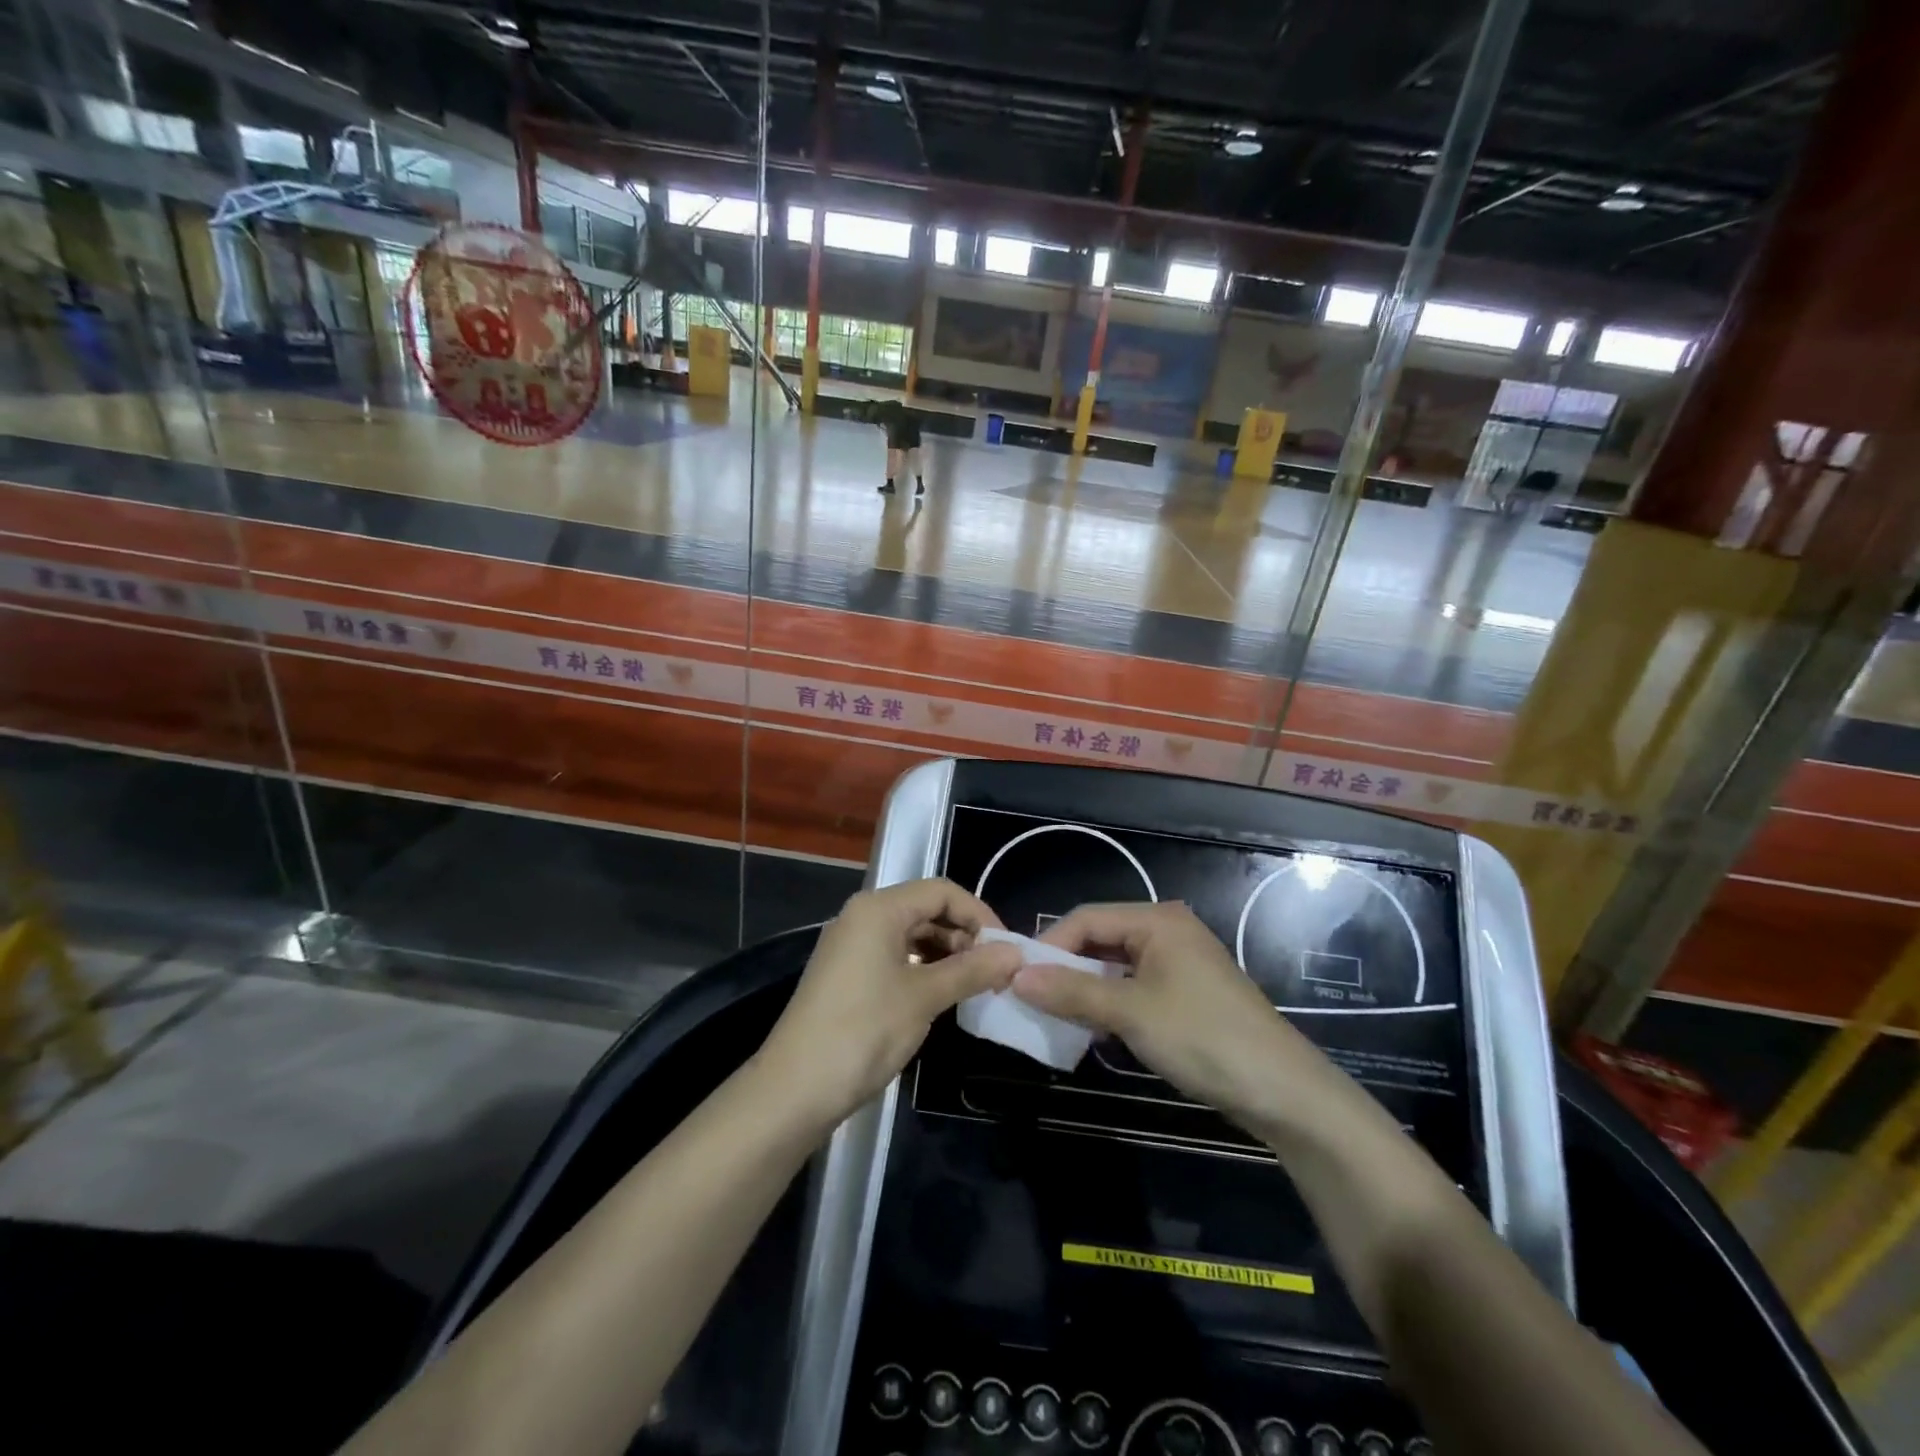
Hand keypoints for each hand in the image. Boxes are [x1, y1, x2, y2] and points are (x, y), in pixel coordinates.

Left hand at [757, 878, 1022, 1130]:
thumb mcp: (924, 997)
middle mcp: (862, 916)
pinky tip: (942, 993)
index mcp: (879, 908)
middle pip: (925, 908)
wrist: (795, 1089)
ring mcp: (851, 944)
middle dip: (964, 934)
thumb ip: (972, 969)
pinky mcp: (846, 972)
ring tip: (974, 984)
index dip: (979, 914)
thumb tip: (1015, 954)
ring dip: (946, 953)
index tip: (1007, 949)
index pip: (941, 891)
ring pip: (911, 933)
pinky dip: (922, 967)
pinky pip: (894, 954)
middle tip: (995, 970)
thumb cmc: (864, 1031)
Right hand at [1017, 901, 1349, 1135]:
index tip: (1016, 978)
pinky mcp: (1185, 993)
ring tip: (1054, 1015)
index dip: (1049, 946)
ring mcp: (1178, 962)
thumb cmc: (1203, 1038)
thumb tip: (1015, 977)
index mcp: (1156, 920)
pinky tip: (1091, 1027)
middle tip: (1030, 998)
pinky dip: (1109, 1003)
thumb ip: (1071, 993)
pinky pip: (1133, 986)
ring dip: (1084, 989)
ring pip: (1114, 966)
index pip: (1086, 919)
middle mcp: (1166, 931)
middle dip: (1064, 968)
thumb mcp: (1131, 1014)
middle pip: (1100, 939)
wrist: (1283, 1092)